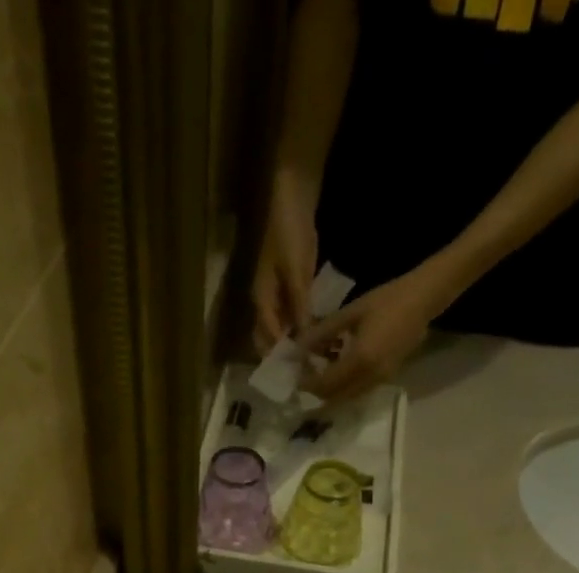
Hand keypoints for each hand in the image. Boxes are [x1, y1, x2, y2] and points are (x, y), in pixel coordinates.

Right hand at [251, 172, 319, 356]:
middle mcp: (265, 300)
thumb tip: (303, 340)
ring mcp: (277, 292)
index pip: (267, 338)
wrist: (294, 192)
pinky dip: (302, 327)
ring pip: (282, 329)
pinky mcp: (290, 284)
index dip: (280, 357)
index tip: (298, 373)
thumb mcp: (296, 272)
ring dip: (294, 343)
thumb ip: (299, 306)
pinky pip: (293, 314)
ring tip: (314, 359)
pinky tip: (318, 336)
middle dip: (284, 355)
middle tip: (306, 370)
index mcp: (261, 298)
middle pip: (269, 338)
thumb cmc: (289, 230)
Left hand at [295, 265, 450, 402]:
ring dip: (330, 389)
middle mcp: (370, 377)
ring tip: (319, 370)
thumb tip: (299, 347)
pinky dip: (343, 385)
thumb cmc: (386, 300)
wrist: (423, 300)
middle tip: (304, 376)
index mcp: (360, 360)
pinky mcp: (385, 378)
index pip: (325, 384)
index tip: (294, 375)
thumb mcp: (350, 314)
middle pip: (334, 397)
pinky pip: (358, 390)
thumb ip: (322, 333)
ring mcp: (380, 381)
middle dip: (316, 390)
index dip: (307, 383)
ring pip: (346, 397)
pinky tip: (337, 366)